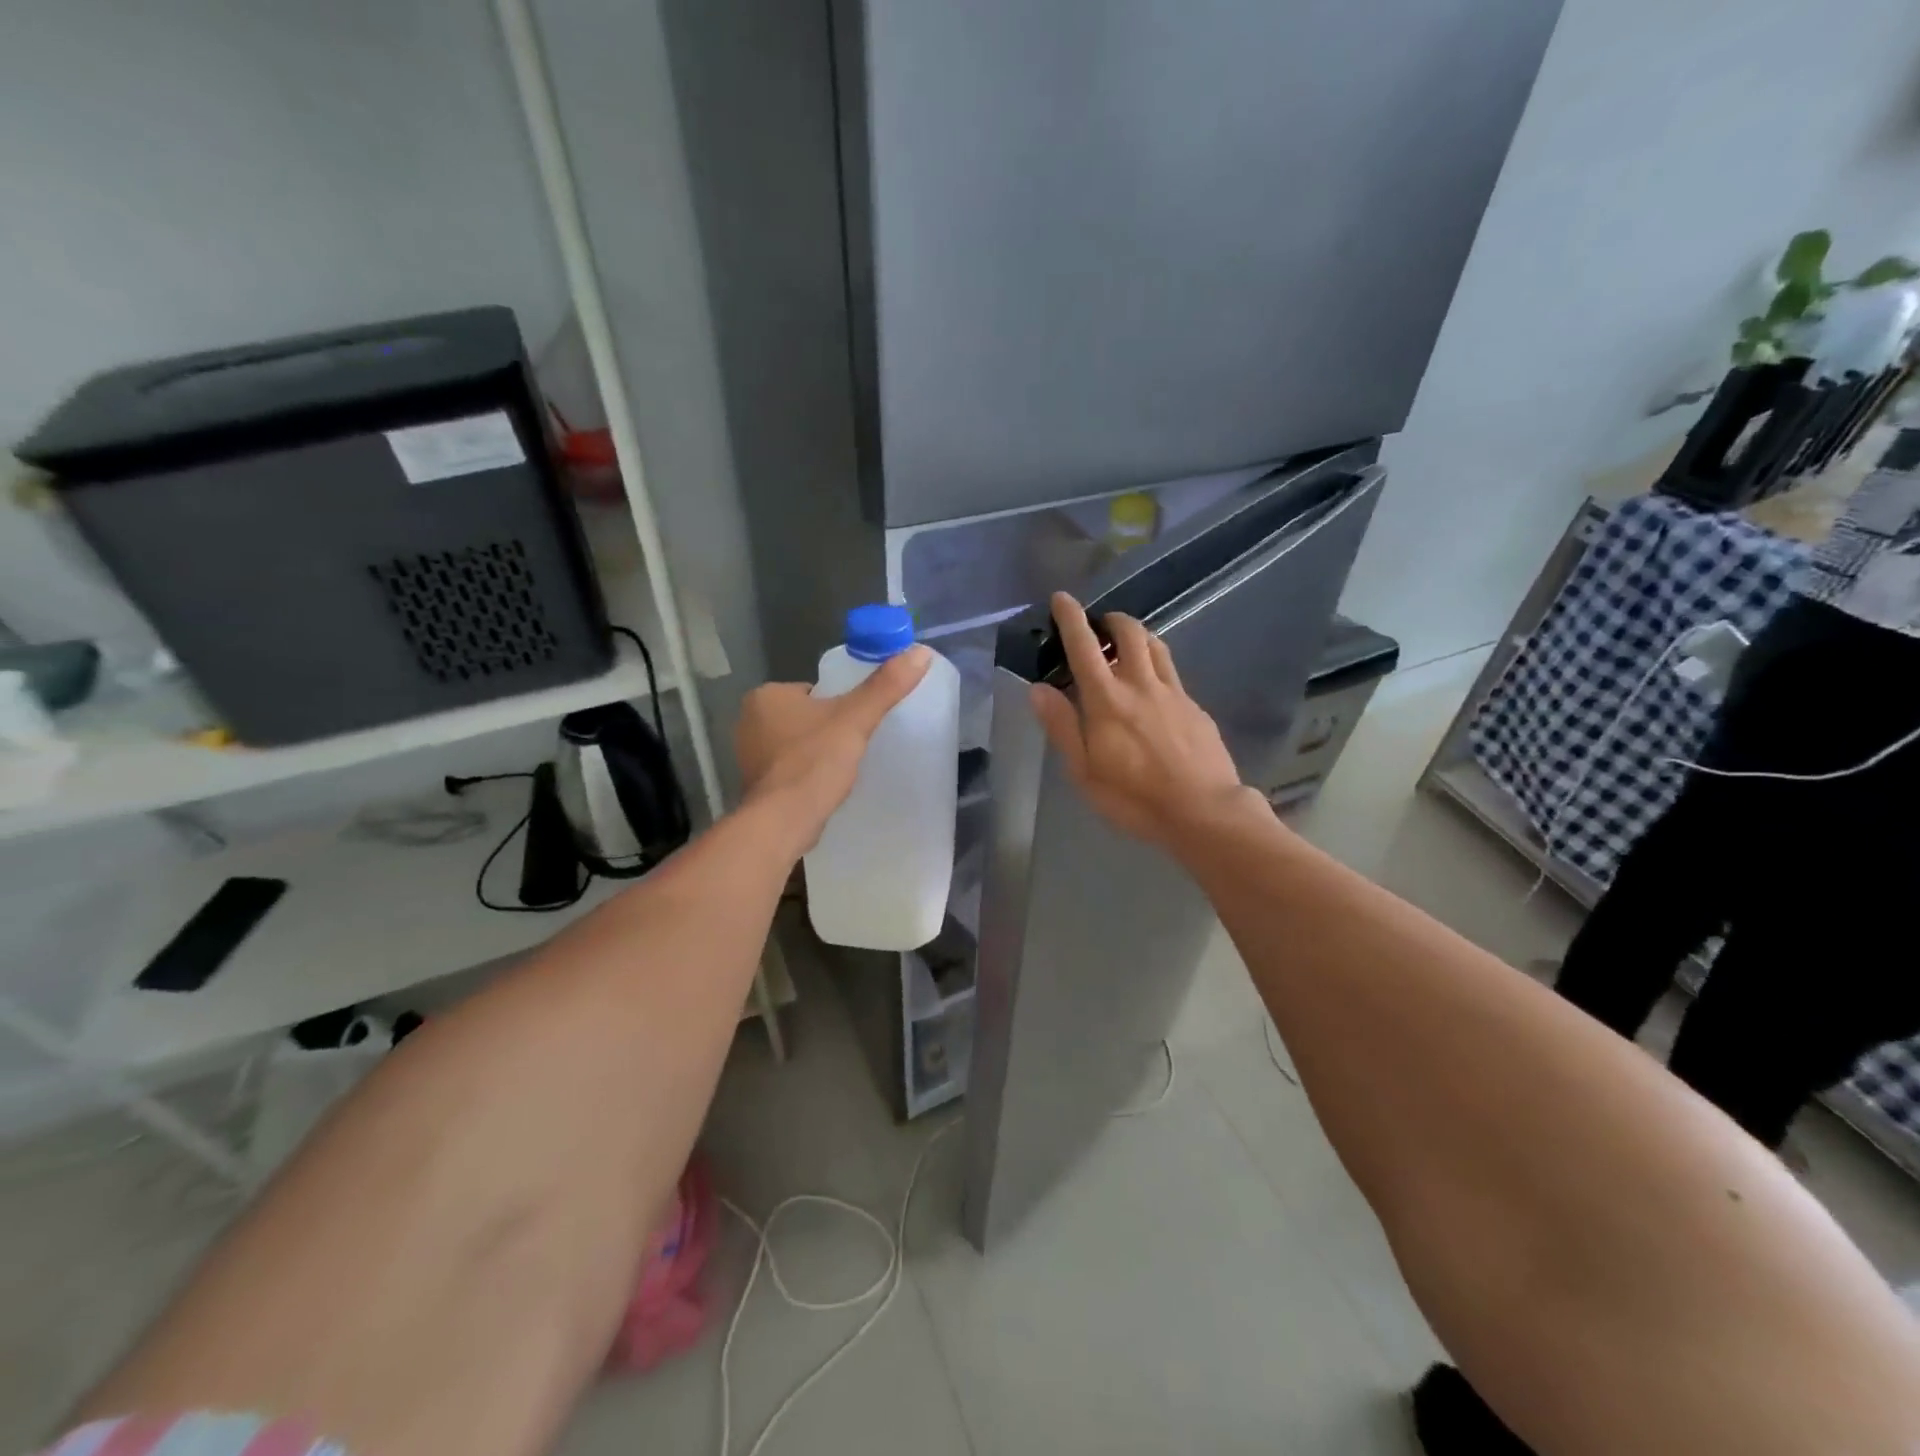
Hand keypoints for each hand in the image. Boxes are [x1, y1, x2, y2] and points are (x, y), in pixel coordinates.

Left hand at [736, 646, 932, 852]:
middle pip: (804, 716)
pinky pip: (788, 768)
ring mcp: (747, 754)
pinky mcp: (755, 783)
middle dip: (826, 730)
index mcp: (765, 696)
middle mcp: (748, 721)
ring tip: (839, 769)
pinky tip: (821, 786)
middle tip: (851, 747)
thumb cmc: (814, 762)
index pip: (812, 691)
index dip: (837, 705)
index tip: (855, 724)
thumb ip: (885, 687)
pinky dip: (804, 774)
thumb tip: (920, 653)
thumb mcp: (855, 719)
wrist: (783, 821)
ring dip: (815, 752)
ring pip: (795, 743)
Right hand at [1029, 593, 1248, 847]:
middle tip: (1099, 624)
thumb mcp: (1084, 770)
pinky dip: (1156, 666)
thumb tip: (1038, 688)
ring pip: (1155, 646)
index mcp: (1107, 699)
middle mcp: (1141, 685)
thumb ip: (1062, 726)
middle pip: (1129, 632)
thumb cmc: (1134, 798)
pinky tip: (1153, 690)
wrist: (1203, 812)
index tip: (1062, 598)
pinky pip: (1172, 674)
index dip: (1071, 618)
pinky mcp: (1195, 708)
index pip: (1084, 646)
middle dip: (1111, 619)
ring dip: (1137, 635)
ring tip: (1126, 645)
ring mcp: (1174, 693)